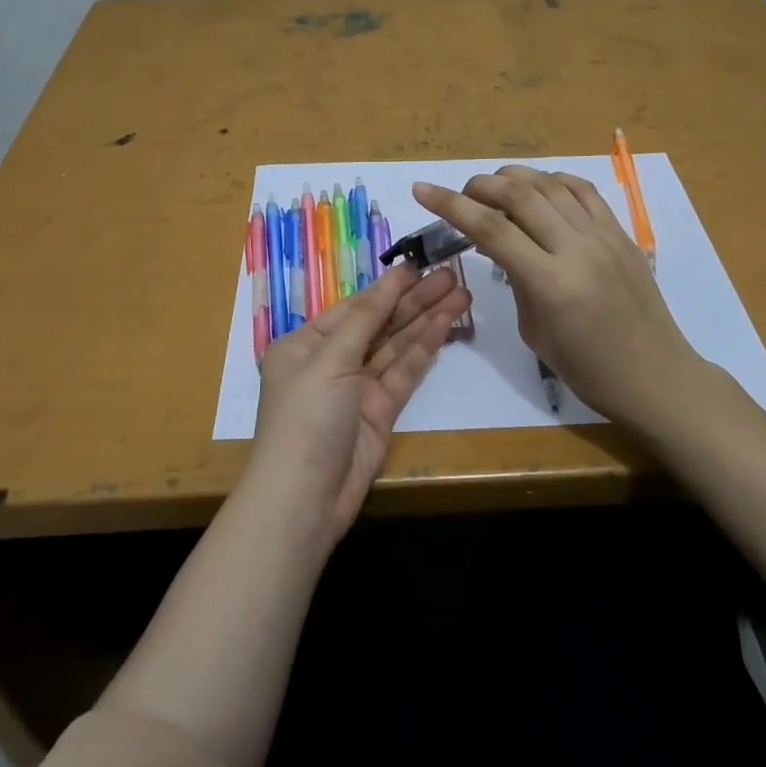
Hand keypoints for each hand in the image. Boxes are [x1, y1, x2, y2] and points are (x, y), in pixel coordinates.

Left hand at [246, 263, 469, 544]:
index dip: (388, 287)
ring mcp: (358, 388)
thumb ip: (365, 319)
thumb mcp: (329, 360)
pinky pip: (405, 372)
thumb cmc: (305, 418)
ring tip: (461, 293)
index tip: (419, 265)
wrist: (304, 500)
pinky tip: (446, 323)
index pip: (354, 306)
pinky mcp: (381, 412)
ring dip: (426, 318)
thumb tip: (389, 280)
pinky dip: (425, 348)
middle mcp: (332, 360)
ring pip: (397, 345)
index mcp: (306, 343)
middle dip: (414, 299)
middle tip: (452, 274)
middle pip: (380, 323)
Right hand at [413, 166, 698, 427]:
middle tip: (460, 194)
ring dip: (513, 177)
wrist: (657, 377)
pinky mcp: (622, 233)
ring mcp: (604, 236)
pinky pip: (583, 191)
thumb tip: (499, 244)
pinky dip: (553, 180)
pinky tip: (538, 188)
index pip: (491, 229)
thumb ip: (515, 280)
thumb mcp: (535, 332)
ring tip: (493, 187)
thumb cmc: (589, 370)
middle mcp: (577, 249)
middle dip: (479, 185)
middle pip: (519, 194)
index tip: (421, 190)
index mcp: (551, 284)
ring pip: (550, 184)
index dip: (450, 205)